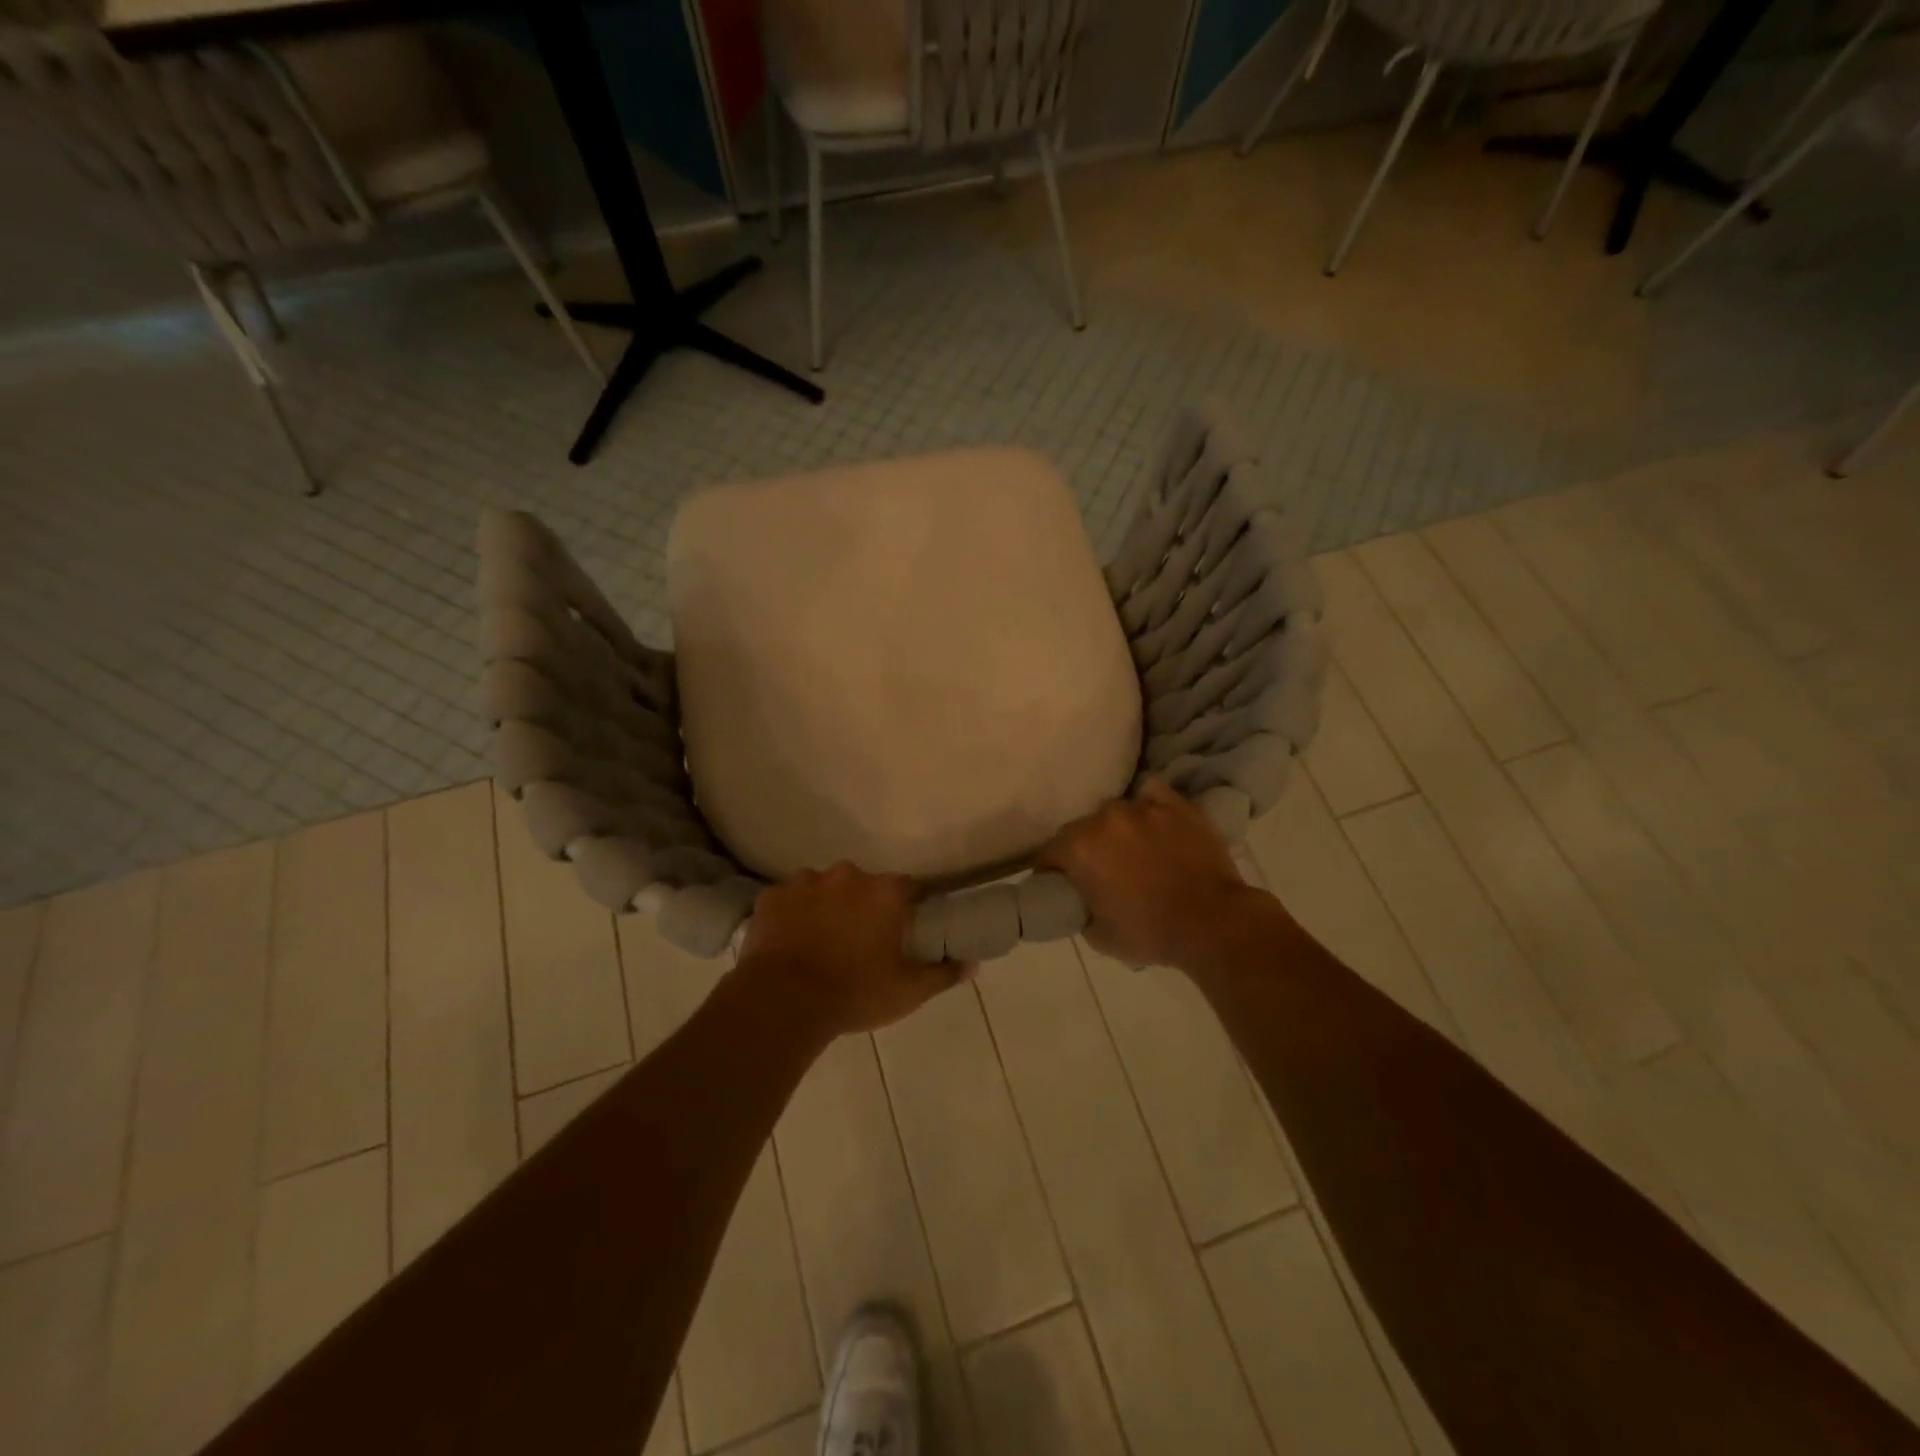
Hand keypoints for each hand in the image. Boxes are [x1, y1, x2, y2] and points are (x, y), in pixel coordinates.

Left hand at [732, 862, 967, 1040]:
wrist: (784, 1002)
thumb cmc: (855, 993)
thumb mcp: (908, 990)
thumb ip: (943, 973)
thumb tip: (973, 964)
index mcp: (884, 892)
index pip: (908, 888)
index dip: (907, 908)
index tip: (902, 929)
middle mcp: (847, 876)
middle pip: (863, 885)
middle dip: (863, 906)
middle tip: (859, 941)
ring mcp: (805, 882)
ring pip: (823, 889)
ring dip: (826, 907)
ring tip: (820, 942)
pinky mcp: (771, 897)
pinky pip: (788, 901)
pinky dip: (792, 915)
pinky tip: (790, 942)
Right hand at [1037, 780, 1274, 970]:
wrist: (1214, 922)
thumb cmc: (1151, 933)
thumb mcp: (1099, 937)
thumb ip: (1081, 910)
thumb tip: (1081, 901)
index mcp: (1079, 848)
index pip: (1048, 854)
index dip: (1050, 871)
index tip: (1059, 885)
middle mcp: (1105, 819)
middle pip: (1079, 830)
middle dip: (1083, 849)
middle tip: (1099, 872)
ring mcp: (1142, 807)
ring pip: (1114, 813)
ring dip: (1115, 830)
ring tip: (1132, 851)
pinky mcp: (1175, 804)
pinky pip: (1150, 794)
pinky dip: (1147, 806)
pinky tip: (1153, 823)